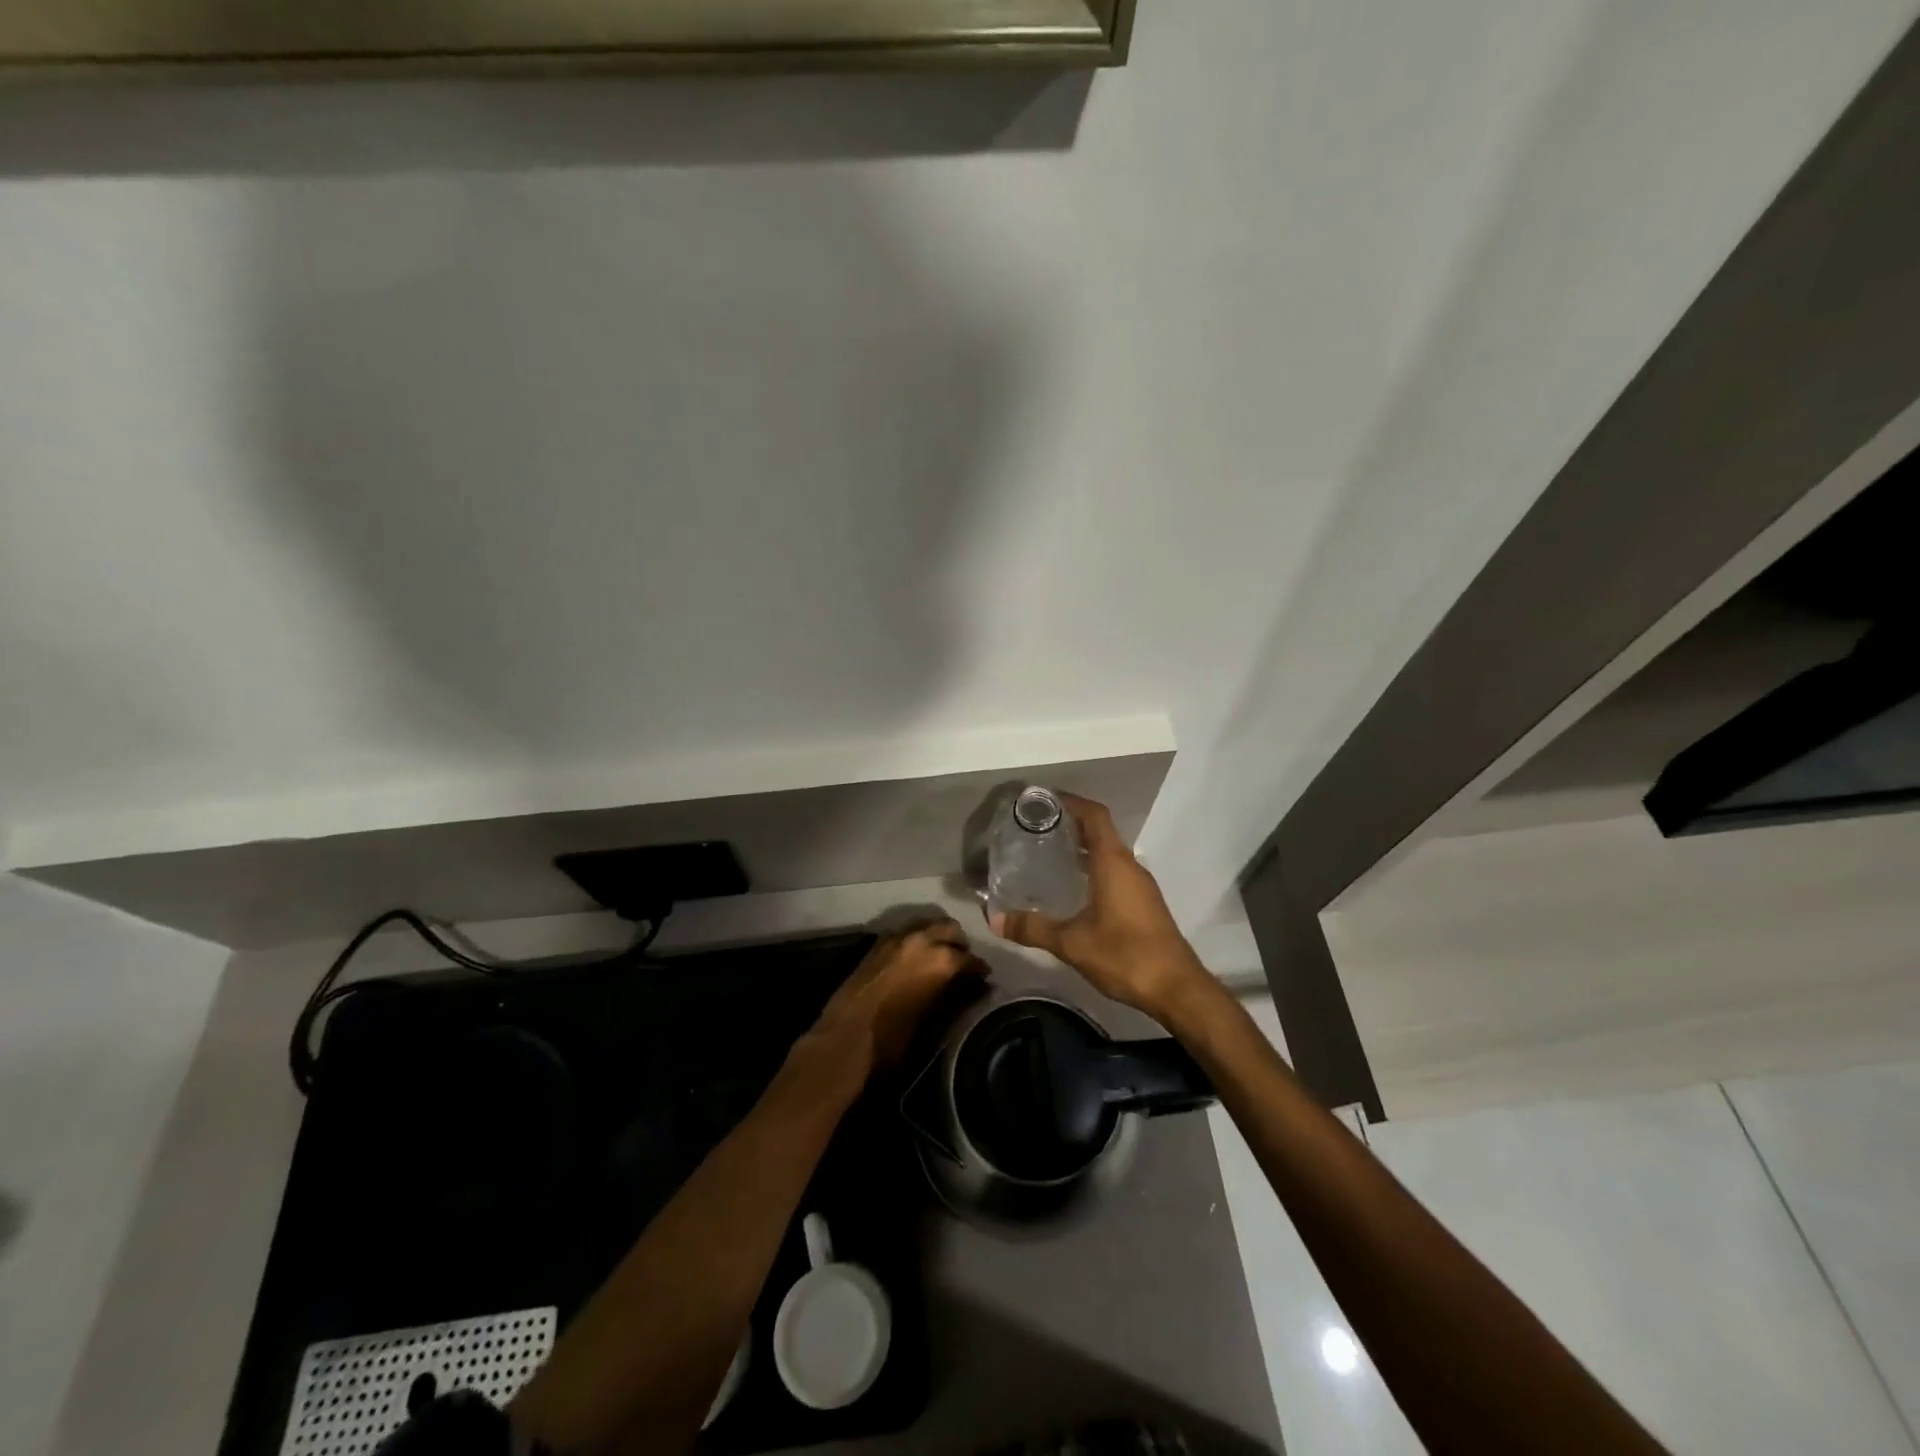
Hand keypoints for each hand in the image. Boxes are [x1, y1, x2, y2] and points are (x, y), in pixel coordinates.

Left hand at [809, 919, 978, 1072]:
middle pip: (950, 929)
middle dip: (959, 944)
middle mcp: (920, 940)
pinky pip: (905, 933)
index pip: (971, 959)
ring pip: (926, 926)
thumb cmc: (892, 1040)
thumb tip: (969, 990)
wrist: (843, 1041)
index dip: (980, 970)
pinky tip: (914, 960)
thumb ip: (953, 998)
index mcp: (940, 960)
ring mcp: (895, 939)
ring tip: (939, 958)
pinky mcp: (876, 944)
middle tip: (962, 963)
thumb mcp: (932, 1022)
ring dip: (936, 937)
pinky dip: (915, 941)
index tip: (984, 979)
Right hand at [990, 794, 1209, 1019]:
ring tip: (1047, 854)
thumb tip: (994, 919)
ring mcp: (1140, 885)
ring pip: (1108, 854)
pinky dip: (1093, 869)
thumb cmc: (1125, 956)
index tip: (1043, 800)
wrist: (1177, 989)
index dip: (1071, 802)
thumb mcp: (1072, 944)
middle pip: (1100, 832)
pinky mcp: (1144, 903)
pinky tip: (1072, 889)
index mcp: (1114, 863)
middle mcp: (1129, 866)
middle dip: (1070, 825)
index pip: (1094, 815)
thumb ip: (1033, 929)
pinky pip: (1115, 872)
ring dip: (1082, 848)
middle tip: (1035, 828)